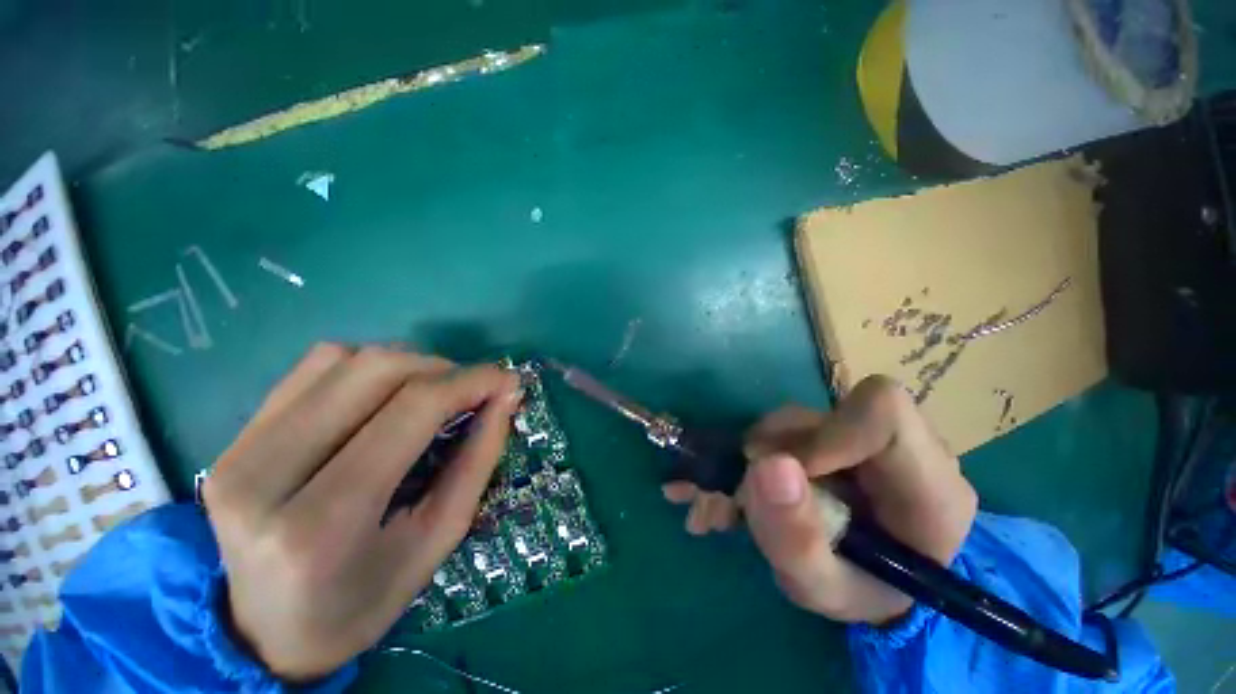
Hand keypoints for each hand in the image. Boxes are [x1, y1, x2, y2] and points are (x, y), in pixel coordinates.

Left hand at [201, 343, 521, 680]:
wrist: (266, 633)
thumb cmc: (364, 598)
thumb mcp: (438, 537)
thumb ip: (477, 459)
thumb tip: (506, 395)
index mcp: (322, 523)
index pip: (412, 410)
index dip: (470, 381)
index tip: (506, 379)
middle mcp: (265, 475)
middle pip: (376, 370)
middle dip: (442, 369)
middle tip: (472, 390)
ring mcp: (238, 449)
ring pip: (343, 358)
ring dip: (406, 365)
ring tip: (431, 394)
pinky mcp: (233, 436)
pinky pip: (312, 368)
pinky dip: (365, 367)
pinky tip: (383, 395)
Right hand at [662, 376, 976, 623]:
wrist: (875, 583)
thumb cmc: (860, 592)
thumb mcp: (822, 589)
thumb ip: (796, 539)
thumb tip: (768, 464)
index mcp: (930, 488)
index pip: (883, 415)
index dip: (823, 434)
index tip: (782, 471)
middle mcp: (906, 448)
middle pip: (828, 415)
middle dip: (775, 448)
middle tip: (747, 492)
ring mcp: (869, 435)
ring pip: (799, 419)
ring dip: (760, 453)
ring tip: (743, 498)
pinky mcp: (840, 431)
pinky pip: (790, 425)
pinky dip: (759, 450)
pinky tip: (751, 485)